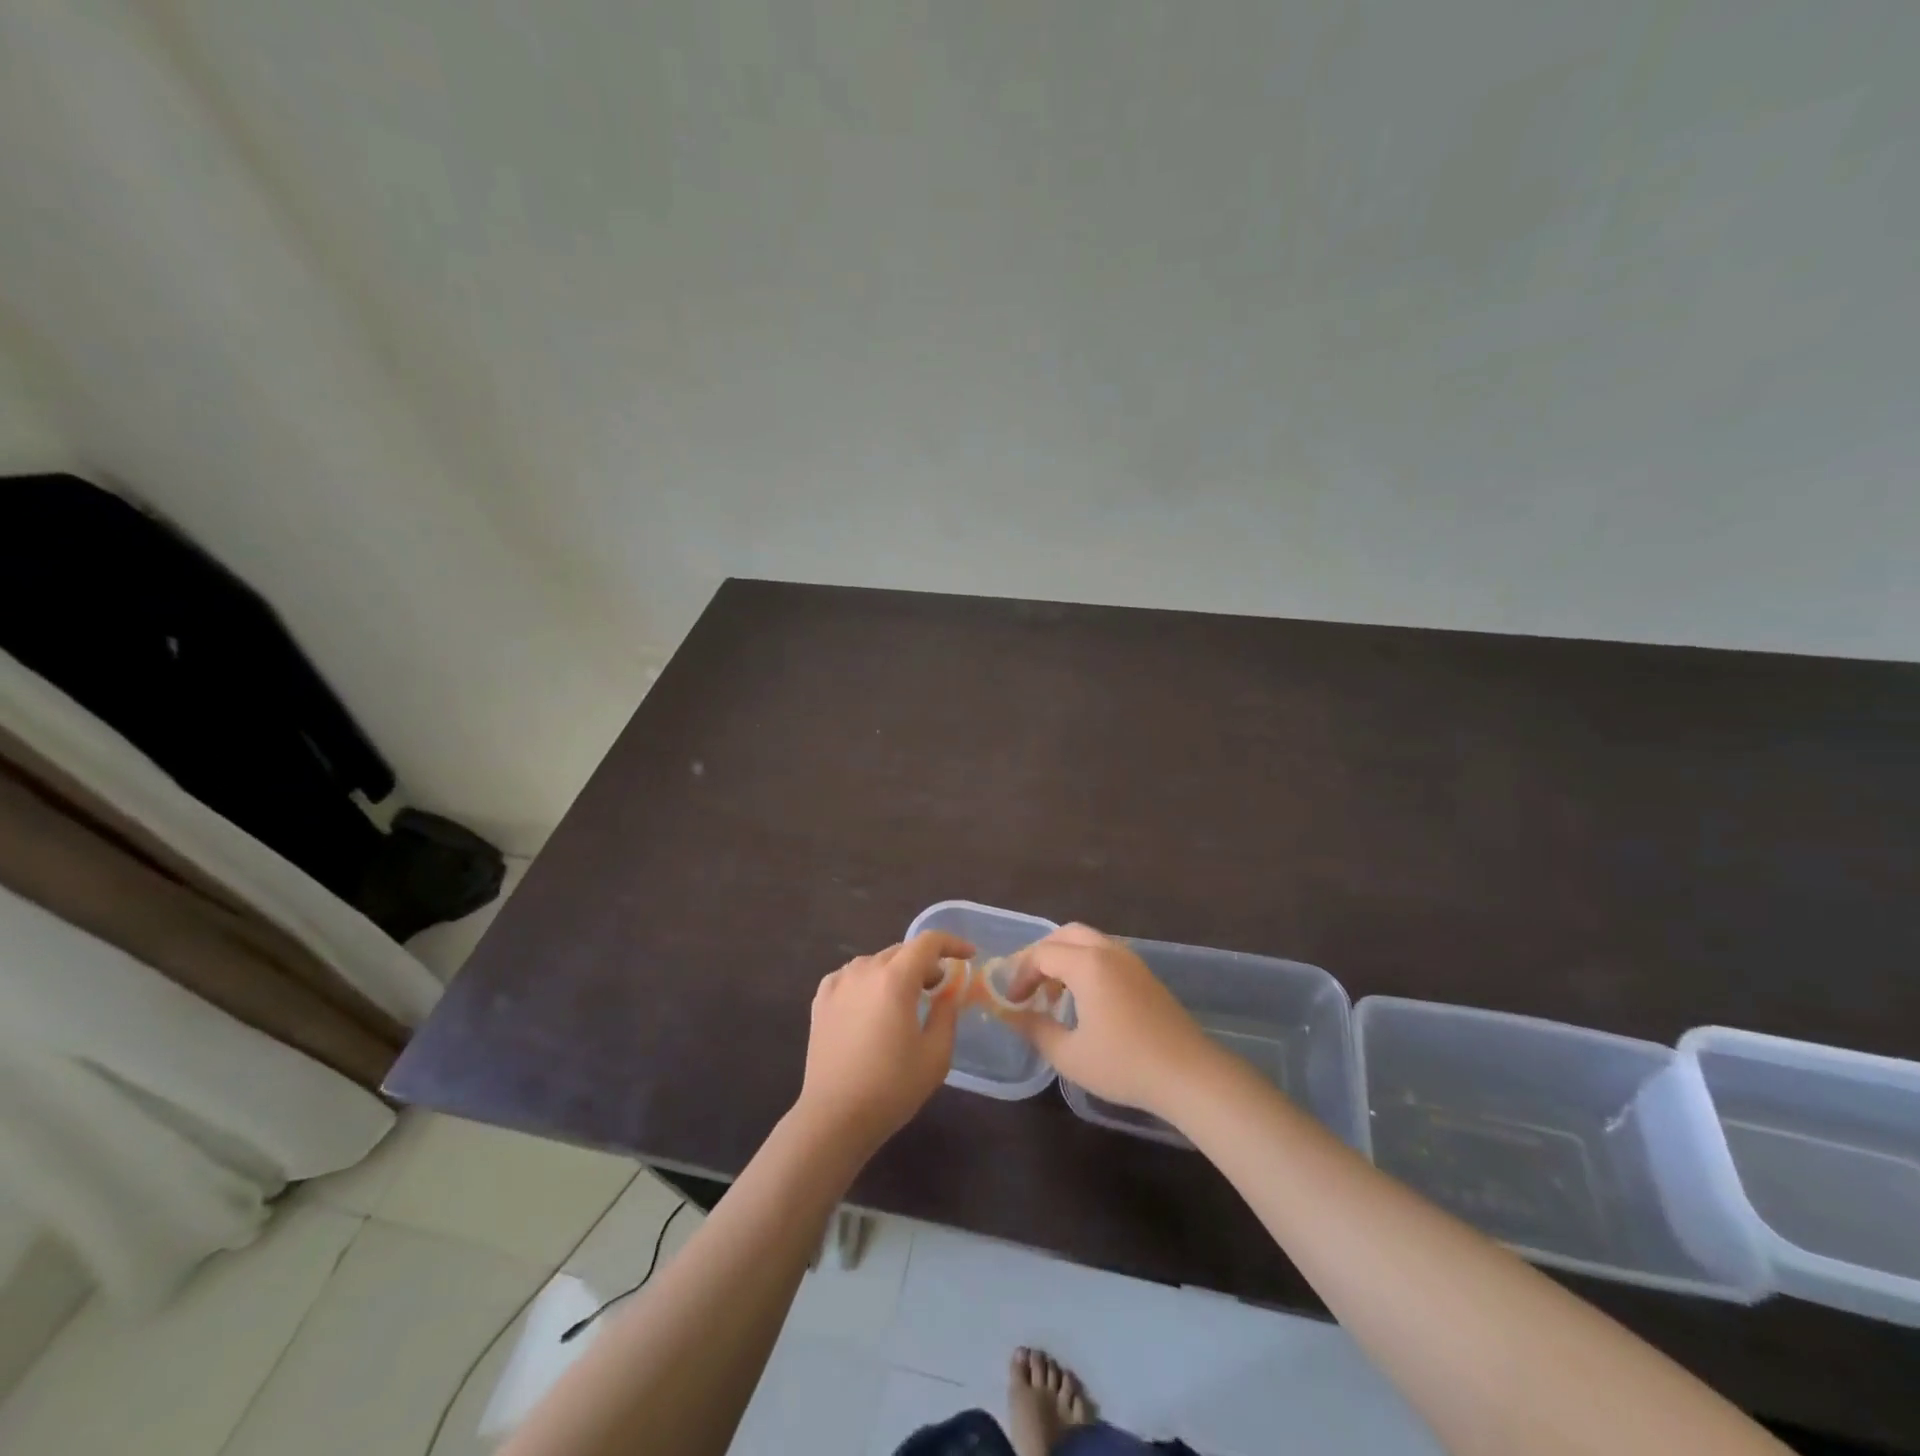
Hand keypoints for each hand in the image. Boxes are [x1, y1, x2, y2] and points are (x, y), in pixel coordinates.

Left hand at [794, 931, 973, 1155]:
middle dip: (925, 962)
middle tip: (939, 986)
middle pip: (901, 951)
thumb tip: (948, 992)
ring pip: (875, 962)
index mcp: (895, 979)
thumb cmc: (891, 1088)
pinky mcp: (821, 1000)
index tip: (968, 956)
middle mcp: (864, 971)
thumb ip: (946, 1014)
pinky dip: (868, 981)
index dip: (952, 943)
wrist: (834, 1117)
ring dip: (896, 971)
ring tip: (905, 997)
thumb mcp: (935, 1055)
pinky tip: (871, 1004)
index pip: (928, 942)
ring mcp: (838, 983)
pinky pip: (851, 976)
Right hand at [1007, 924, 1216, 1117]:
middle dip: (1042, 955)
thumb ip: (1036, 1030)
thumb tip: (1011, 1015)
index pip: (1042, 954)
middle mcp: (1109, 951)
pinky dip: (1086, 965)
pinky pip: (1106, 955)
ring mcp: (1131, 961)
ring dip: (1065, 959)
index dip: (1020, 974)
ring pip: (1089, 942)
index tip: (1011, 1001)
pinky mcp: (1146, 975)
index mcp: (1087, 964)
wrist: (1189, 1074)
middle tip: (1029, 985)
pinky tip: (1084, 1000)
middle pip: (1066, 935)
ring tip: (1054, 994)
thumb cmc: (1124, 1064)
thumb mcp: (1070, 1055)